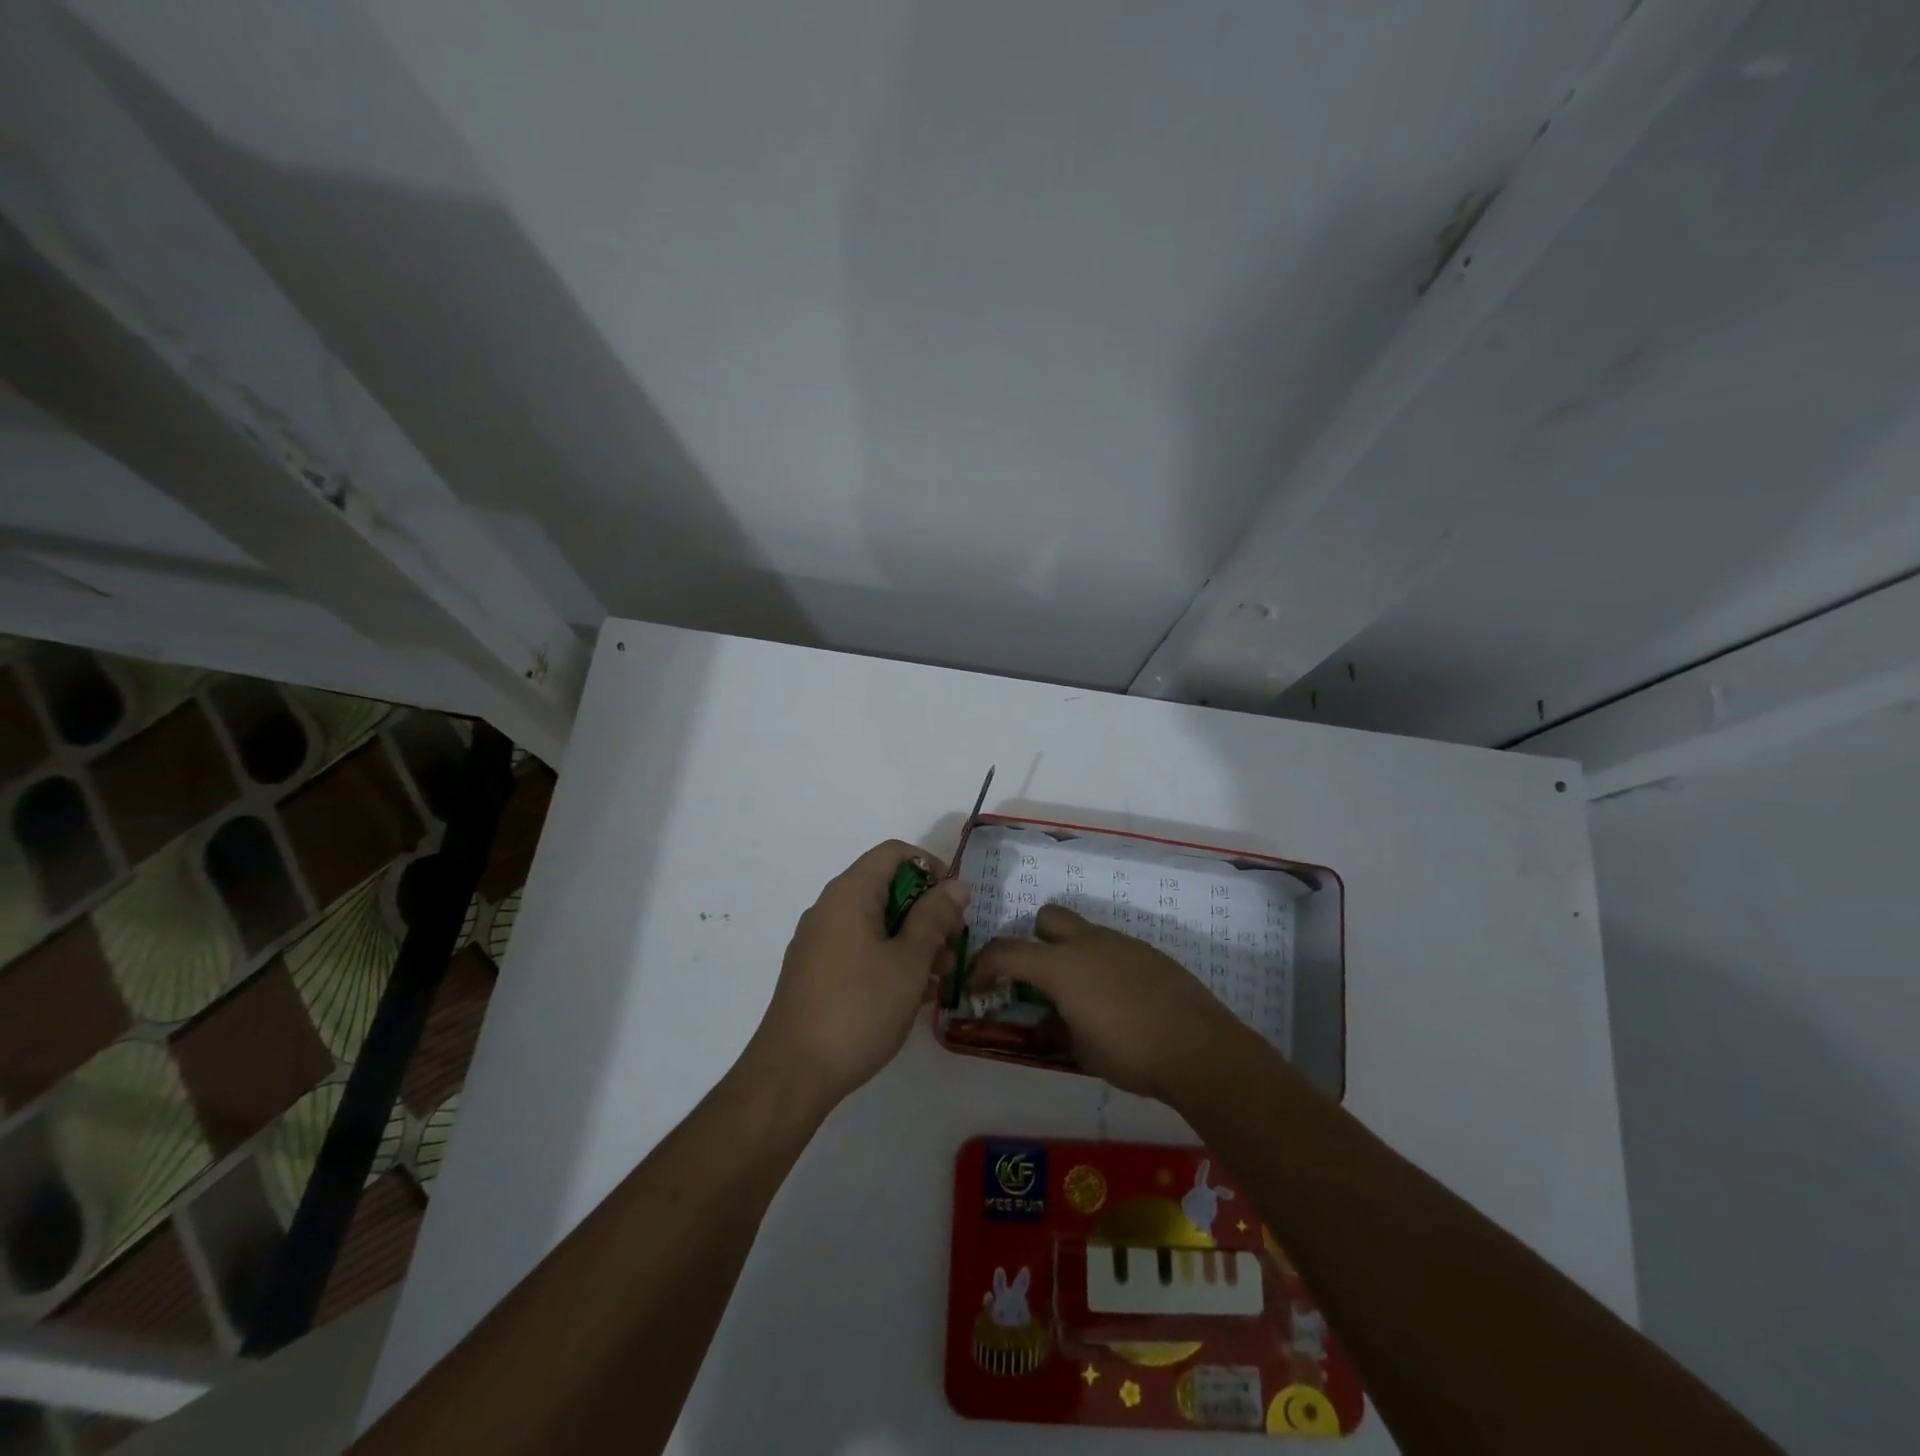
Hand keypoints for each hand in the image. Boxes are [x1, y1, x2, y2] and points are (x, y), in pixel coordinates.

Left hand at [749, 840, 969, 1108]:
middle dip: (926, 911)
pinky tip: (908, 994)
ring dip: (911, 940)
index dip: (931, 868)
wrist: (792, 1073)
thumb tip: (955, 884)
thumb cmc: (859, 1009)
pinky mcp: (813, 971)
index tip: (955, 905)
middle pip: (885, 887)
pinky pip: (858, 947)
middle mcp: (829, 907)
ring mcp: (817, 940)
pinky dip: (887, 958)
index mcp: (849, 893)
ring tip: (938, 979)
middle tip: (952, 948)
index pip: (894, 853)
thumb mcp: (909, 962)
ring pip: (874, 921)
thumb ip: (935, 917)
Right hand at [967, 904, 1259, 1102]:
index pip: (1005, 952)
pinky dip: (1102, 966)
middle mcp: (1087, 943)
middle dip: (1033, 942)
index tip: (976, 986)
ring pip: (1083, 932)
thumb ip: (1055, 1027)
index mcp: (1060, 966)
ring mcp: (1121, 943)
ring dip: (1071, 956)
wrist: (1200, 1049)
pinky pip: (1112, 948)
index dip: (982, 966)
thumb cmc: (1130, 1053)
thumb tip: (1047, 1020)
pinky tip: (1118, 1001)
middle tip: (1038, 980)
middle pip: (1046, 919)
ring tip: (1083, 999)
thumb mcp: (1080, 1050)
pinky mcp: (1148, 953)